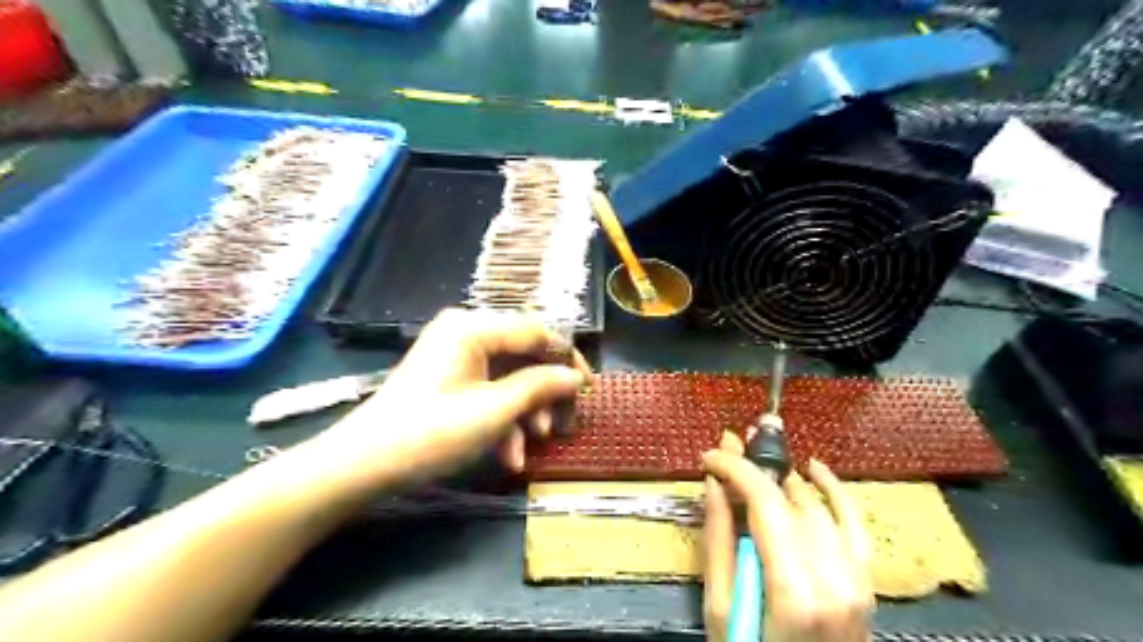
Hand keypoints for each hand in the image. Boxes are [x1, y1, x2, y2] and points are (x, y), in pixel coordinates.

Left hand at [312, 310, 594, 488]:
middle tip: (564, 423)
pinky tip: (509, 454)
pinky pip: (489, 390)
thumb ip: (540, 388)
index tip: (590, 388)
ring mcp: (456, 356)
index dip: (568, 359)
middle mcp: (466, 332)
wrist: (363, 466)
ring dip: (526, 411)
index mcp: (474, 327)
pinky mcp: (450, 379)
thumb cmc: (430, 432)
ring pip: (509, 377)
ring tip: (535, 444)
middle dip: (545, 393)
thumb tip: (576, 377)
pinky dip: (503, 419)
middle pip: (524, 356)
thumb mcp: (494, 411)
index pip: (537, 332)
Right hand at [701, 432, 872, 641]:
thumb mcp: (721, 610)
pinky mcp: (864, 581)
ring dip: (783, 480)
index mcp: (794, 591)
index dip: (737, 469)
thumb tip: (714, 483)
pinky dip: (834, 491)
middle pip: (791, 500)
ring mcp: (856, 579)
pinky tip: (814, 468)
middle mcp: (834, 579)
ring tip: (754, 464)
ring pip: (817, 505)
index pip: (766, 504)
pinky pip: (853, 523)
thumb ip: (719, 542)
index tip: (711, 455)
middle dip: (755, 469)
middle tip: (728, 451)